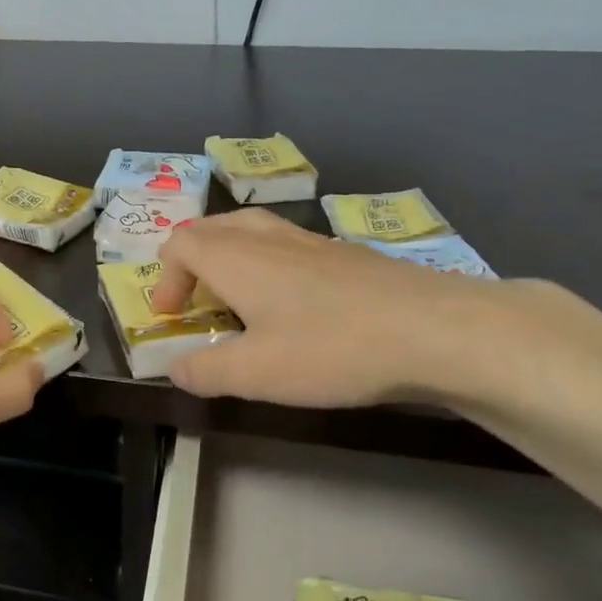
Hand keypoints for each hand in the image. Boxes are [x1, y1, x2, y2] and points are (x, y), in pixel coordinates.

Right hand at [148, 210, 514, 407]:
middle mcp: (269, 238)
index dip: (166, 277)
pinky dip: (268, 263)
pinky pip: (288, 244)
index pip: (181, 242)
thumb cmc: (333, 348)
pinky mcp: (347, 254)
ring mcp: (312, 241)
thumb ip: (205, 371)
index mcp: (237, 258)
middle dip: (192, 259)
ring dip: (230, 256)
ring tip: (236, 296)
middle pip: (214, 226)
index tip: (172, 317)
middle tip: (195, 299)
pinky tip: (293, 303)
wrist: (435, 329)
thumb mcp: (257, 373)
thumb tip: (175, 368)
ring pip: (253, 230)